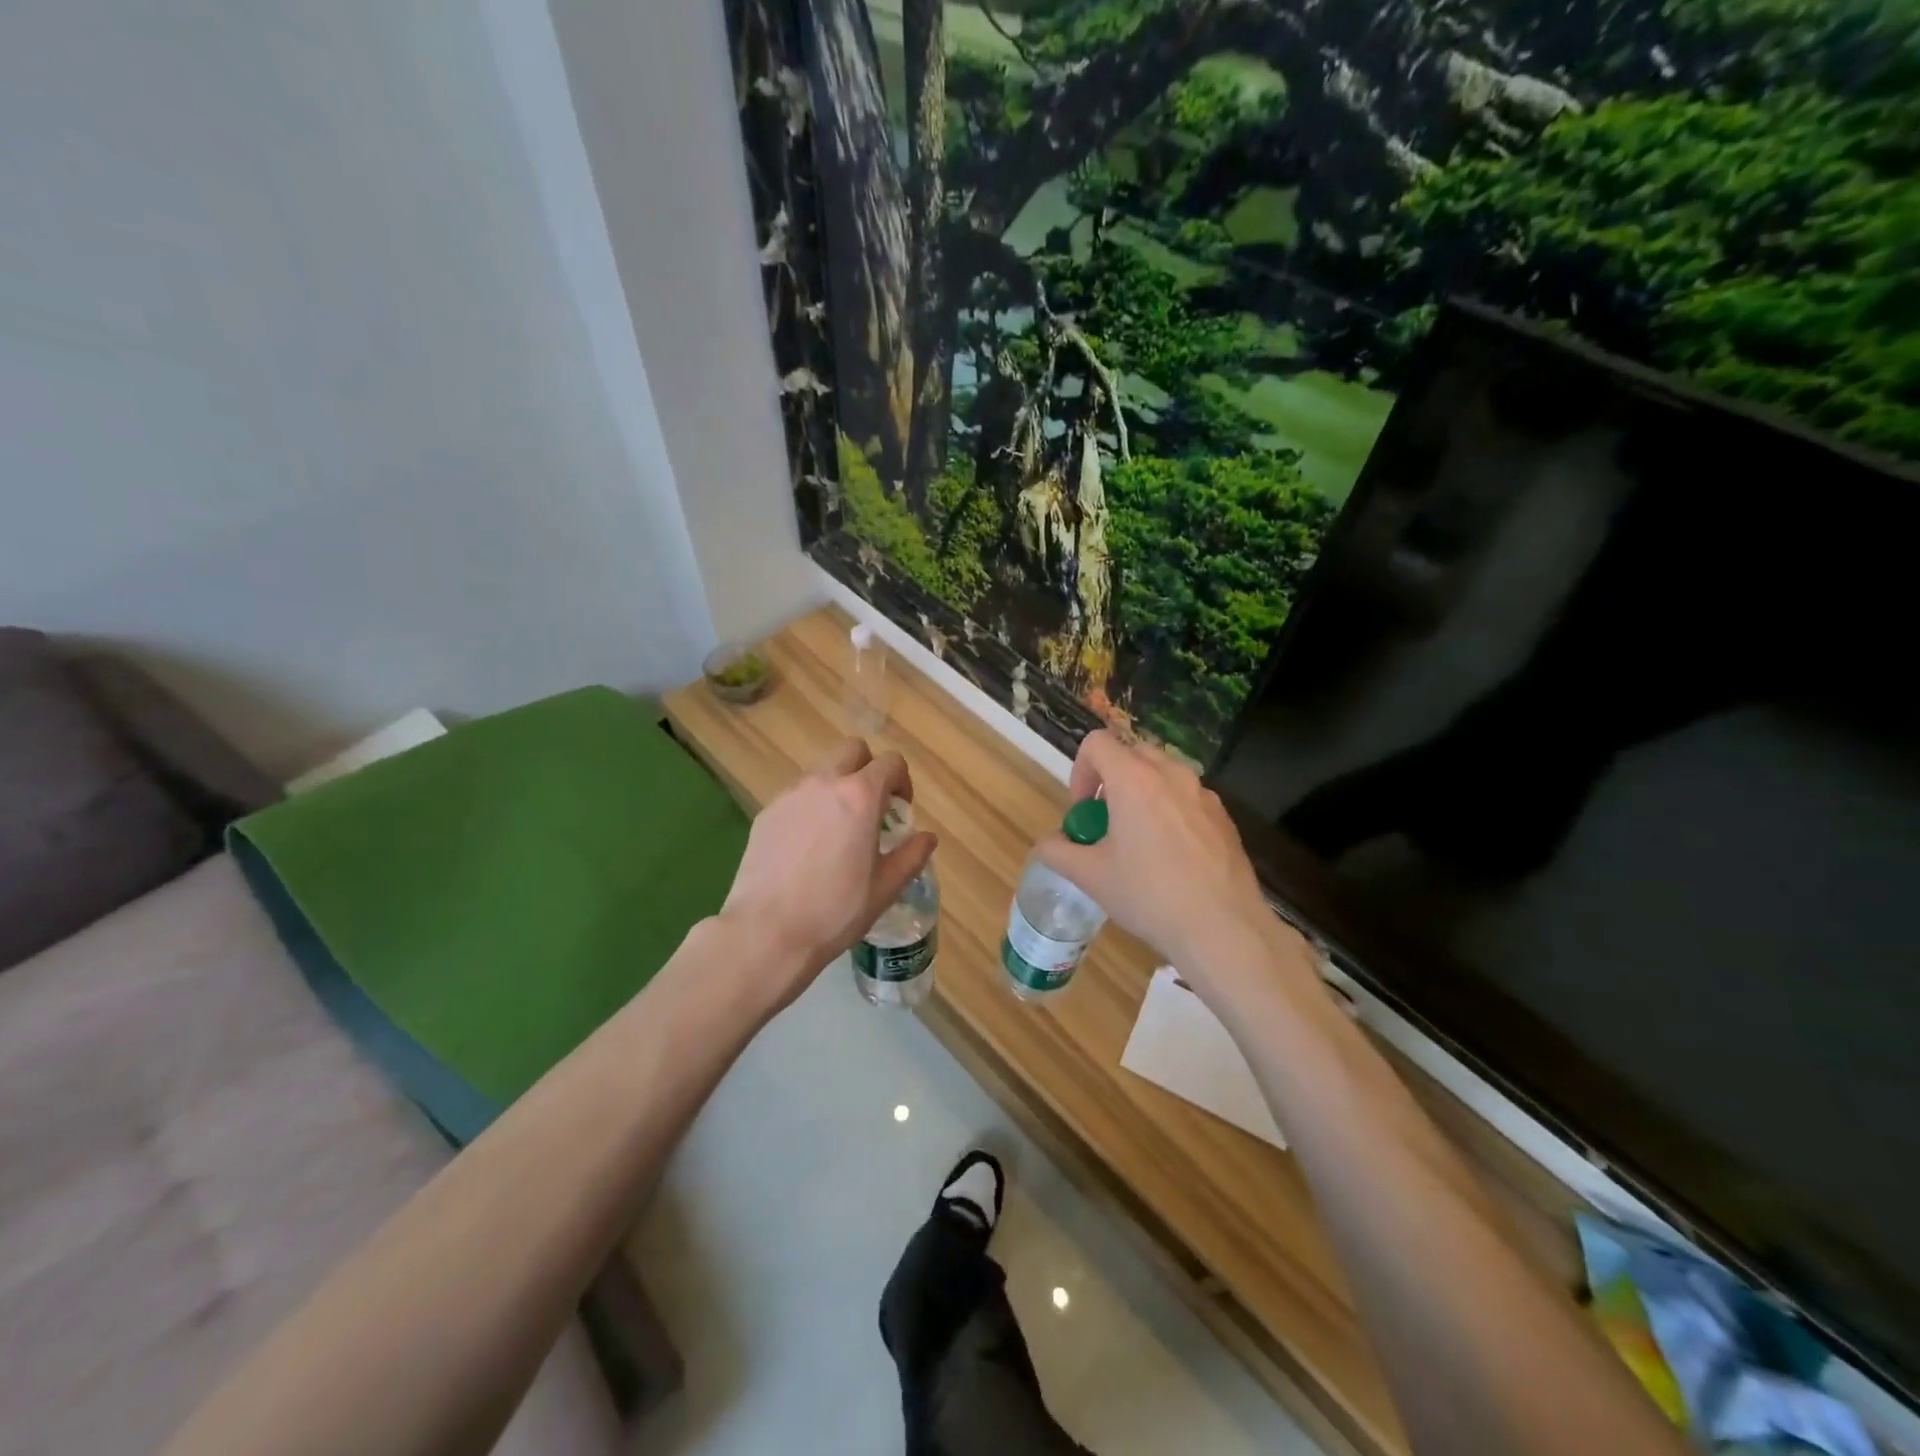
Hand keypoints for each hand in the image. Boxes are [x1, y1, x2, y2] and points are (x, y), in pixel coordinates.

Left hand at [717, 739, 936, 1014]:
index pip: (890, 762)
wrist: (767, 931)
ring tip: (837, 831)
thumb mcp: (886, 887)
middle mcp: (825, 783)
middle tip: (871, 808)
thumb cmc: (836, 910)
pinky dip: (810, 808)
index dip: (902, 781)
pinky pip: (797, 796)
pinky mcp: (767, 813)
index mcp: (861, 796)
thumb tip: (927, 837)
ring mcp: (791, 795)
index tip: (900, 810)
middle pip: (853, 750)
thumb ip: (912, 855)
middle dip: (868, 769)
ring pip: (822, 772)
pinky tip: (807, 848)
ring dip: (837, 788)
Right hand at [1035, 731, 1297, 998]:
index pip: (1097, 743)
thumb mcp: (1090, 876)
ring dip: (1141, 795)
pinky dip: (1170, 812)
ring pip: (1162, 776)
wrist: (1223, 928)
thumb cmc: (1149, 896)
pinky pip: (1187, 799)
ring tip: (1139, 843)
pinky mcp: (1224, 817)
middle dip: (1110, 781)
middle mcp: (1172, 775)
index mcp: (1134, 780)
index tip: (1083, 811)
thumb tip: (1048, 844)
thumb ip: (1057, 852)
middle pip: (1131, 755)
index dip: (1080, 771)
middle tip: (1106, 824)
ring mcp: (1204, 794)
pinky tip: (1172, 860)